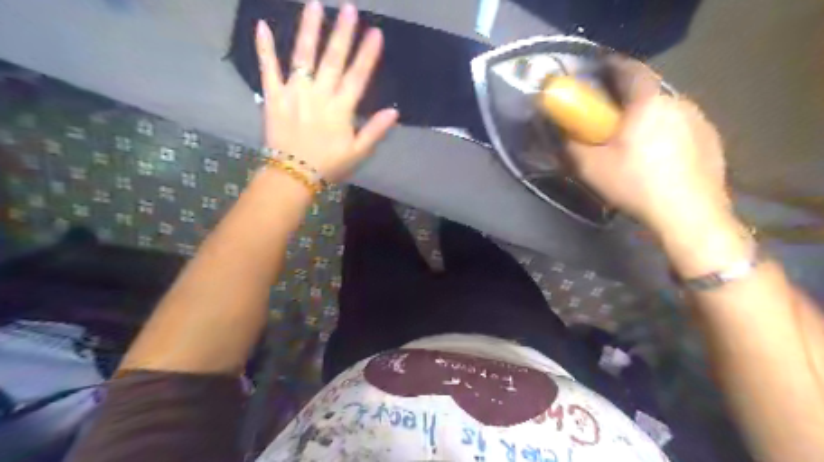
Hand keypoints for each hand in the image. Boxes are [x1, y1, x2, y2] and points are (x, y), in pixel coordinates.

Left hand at [256, 2, 398, 181]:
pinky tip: (262, 26)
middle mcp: (318, 95)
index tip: (375, 33)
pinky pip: (268, 69)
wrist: (293, 175)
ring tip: (315, 4)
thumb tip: (394, 111)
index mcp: (340, 110)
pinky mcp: (273, 96)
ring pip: (302, 57)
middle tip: (349, 8)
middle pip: (333, 60)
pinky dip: (265, 48)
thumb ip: (375, 131)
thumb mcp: (358, 152)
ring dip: (309, 30)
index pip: (357, 77)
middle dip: (342, 33)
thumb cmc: (329, 164)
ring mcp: (294, 93)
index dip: (367, 55)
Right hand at [567, 55, 725, 234]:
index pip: (631, 70)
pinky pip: (683, 128)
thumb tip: (562, 132)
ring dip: (649, 120)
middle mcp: (679, 103)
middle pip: (648, 94)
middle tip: (612, 123)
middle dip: (629, 103)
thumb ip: (571, 145)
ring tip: (637, 145)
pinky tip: (661, 160)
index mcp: (648, 103)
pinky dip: (668, 135)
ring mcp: (701, 121)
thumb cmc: (635, 184)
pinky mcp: (713, 141)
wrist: (688, 215)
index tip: (600, 71)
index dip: (613, 67)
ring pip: (666, 112)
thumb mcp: (590, 168)